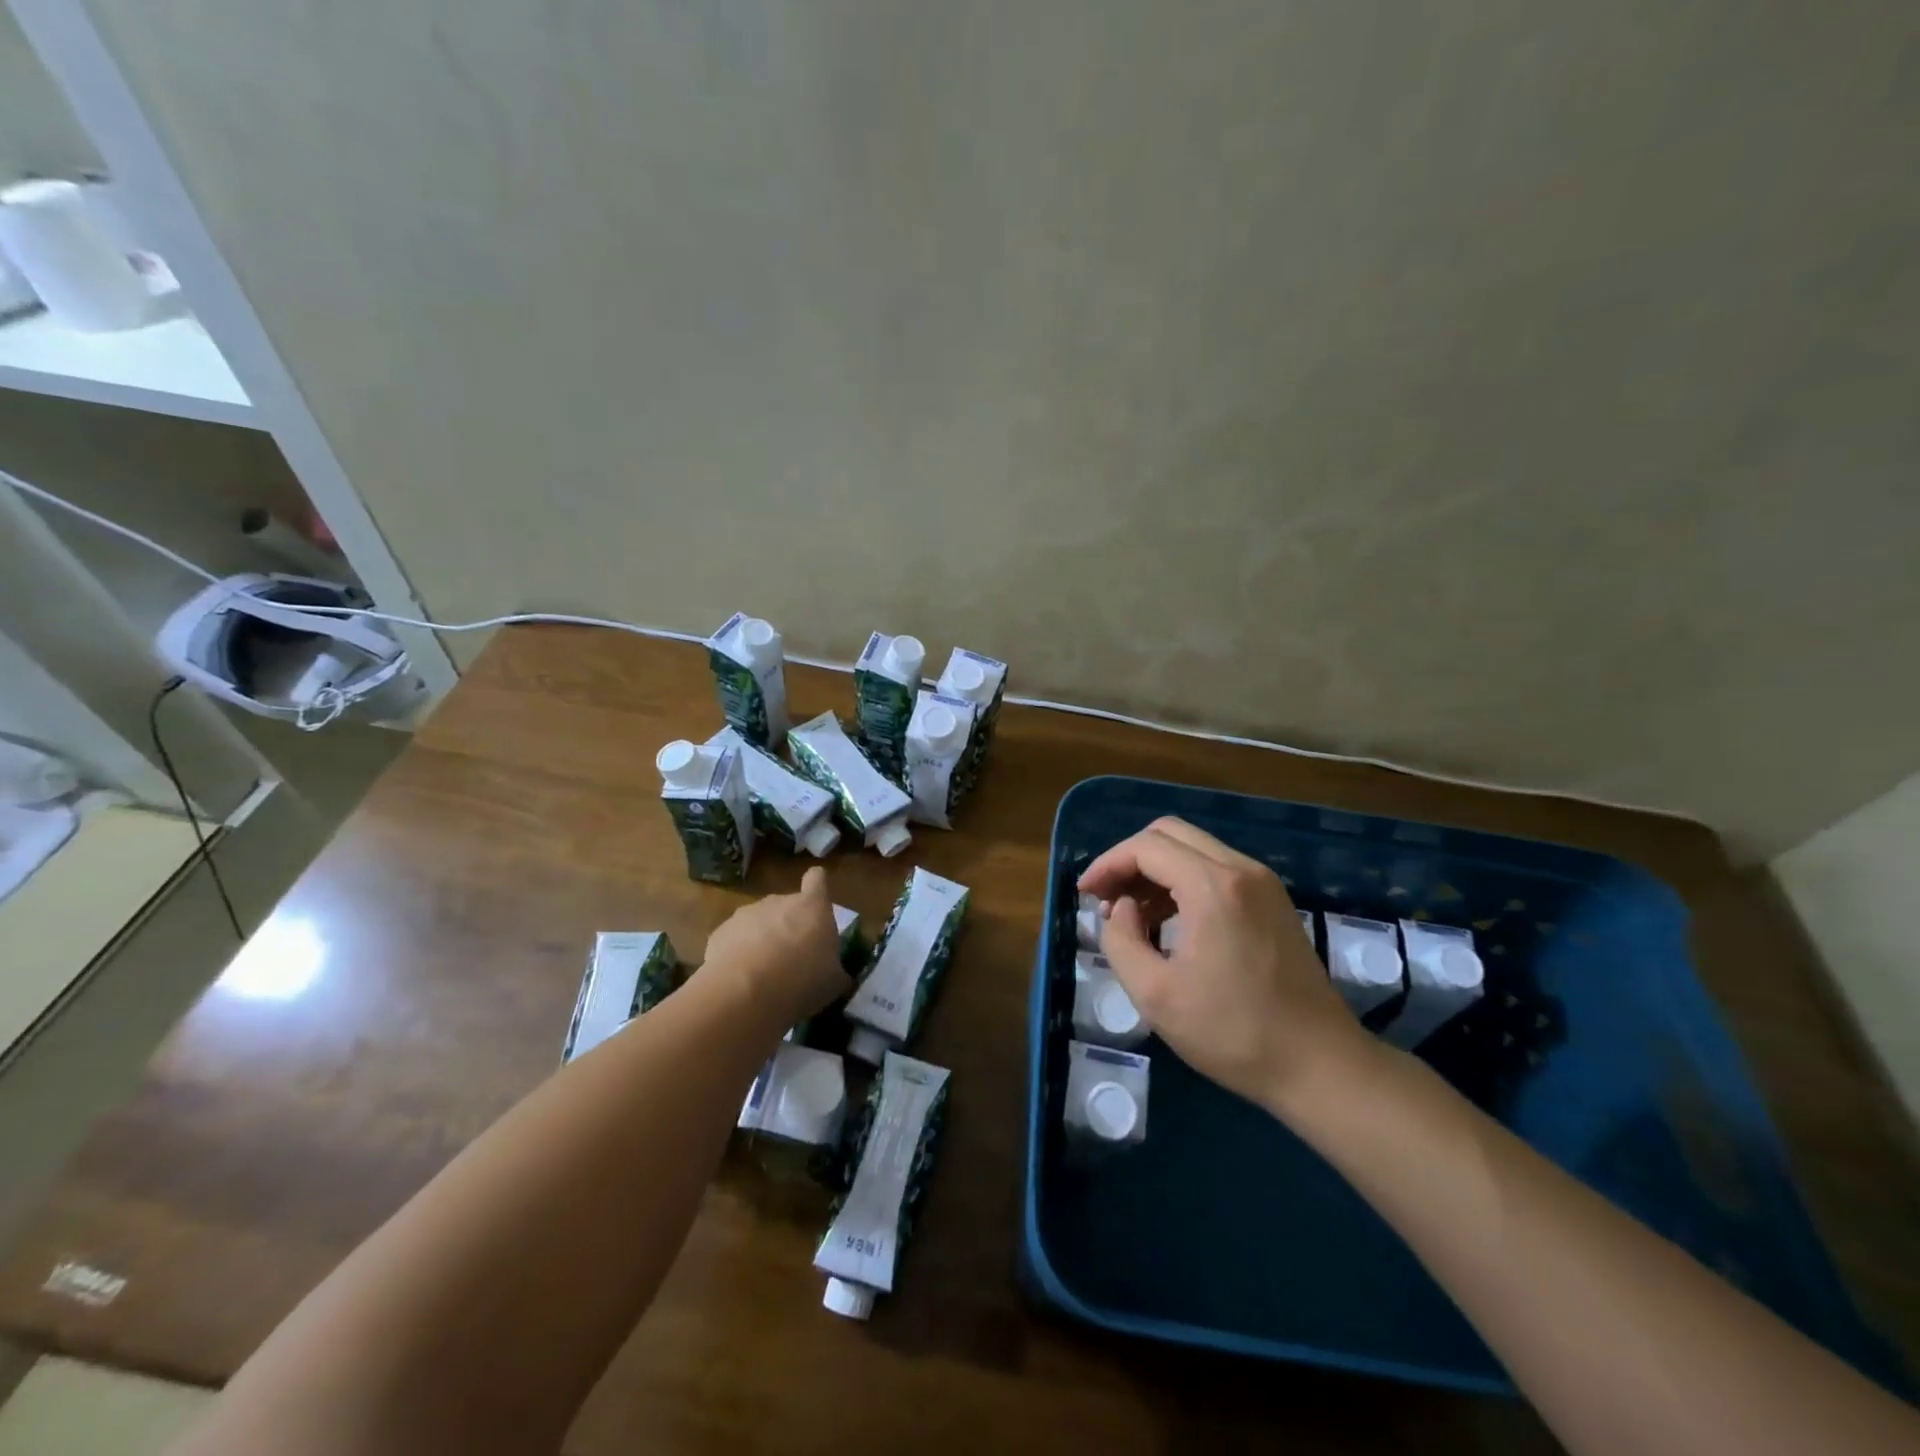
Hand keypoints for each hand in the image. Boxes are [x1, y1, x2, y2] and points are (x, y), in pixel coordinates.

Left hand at [698, 867, 849, 1032]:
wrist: (746, 994)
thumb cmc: (802, 981)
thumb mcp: (833, 982)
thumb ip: (835, 970)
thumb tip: (837, 974)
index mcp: (813, 907)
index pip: (817, 879)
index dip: (817, 888)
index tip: (816, 906)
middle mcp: (779, 901)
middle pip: (786, 905)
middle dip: (788, 925)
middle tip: (792, 958)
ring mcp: (746, 914)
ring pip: (758, 922)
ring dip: (761, 939)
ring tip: (762, 974)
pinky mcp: (719, 932)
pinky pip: (734, 939)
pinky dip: (737, 954)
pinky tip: (739, 980)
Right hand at [1079, 817, 1372, 1115]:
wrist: (1321, 1066)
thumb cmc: (1233, 1033)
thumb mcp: (1155, 994)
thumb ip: (1121, 939)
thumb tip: (1122, 910)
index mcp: (1212, 886)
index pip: (1145, 847)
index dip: (1107, 865)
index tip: (1084, 894)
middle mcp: (1241, 870)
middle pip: (1170, 834)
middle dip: (1129, 860)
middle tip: (1106, 899)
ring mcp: (1263, 884)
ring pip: (1194, 849)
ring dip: (1156, 870)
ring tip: (1131, 915)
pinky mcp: (1273, 902)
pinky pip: (1216, 870)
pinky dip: (1183, 882)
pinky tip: (1169, 921)